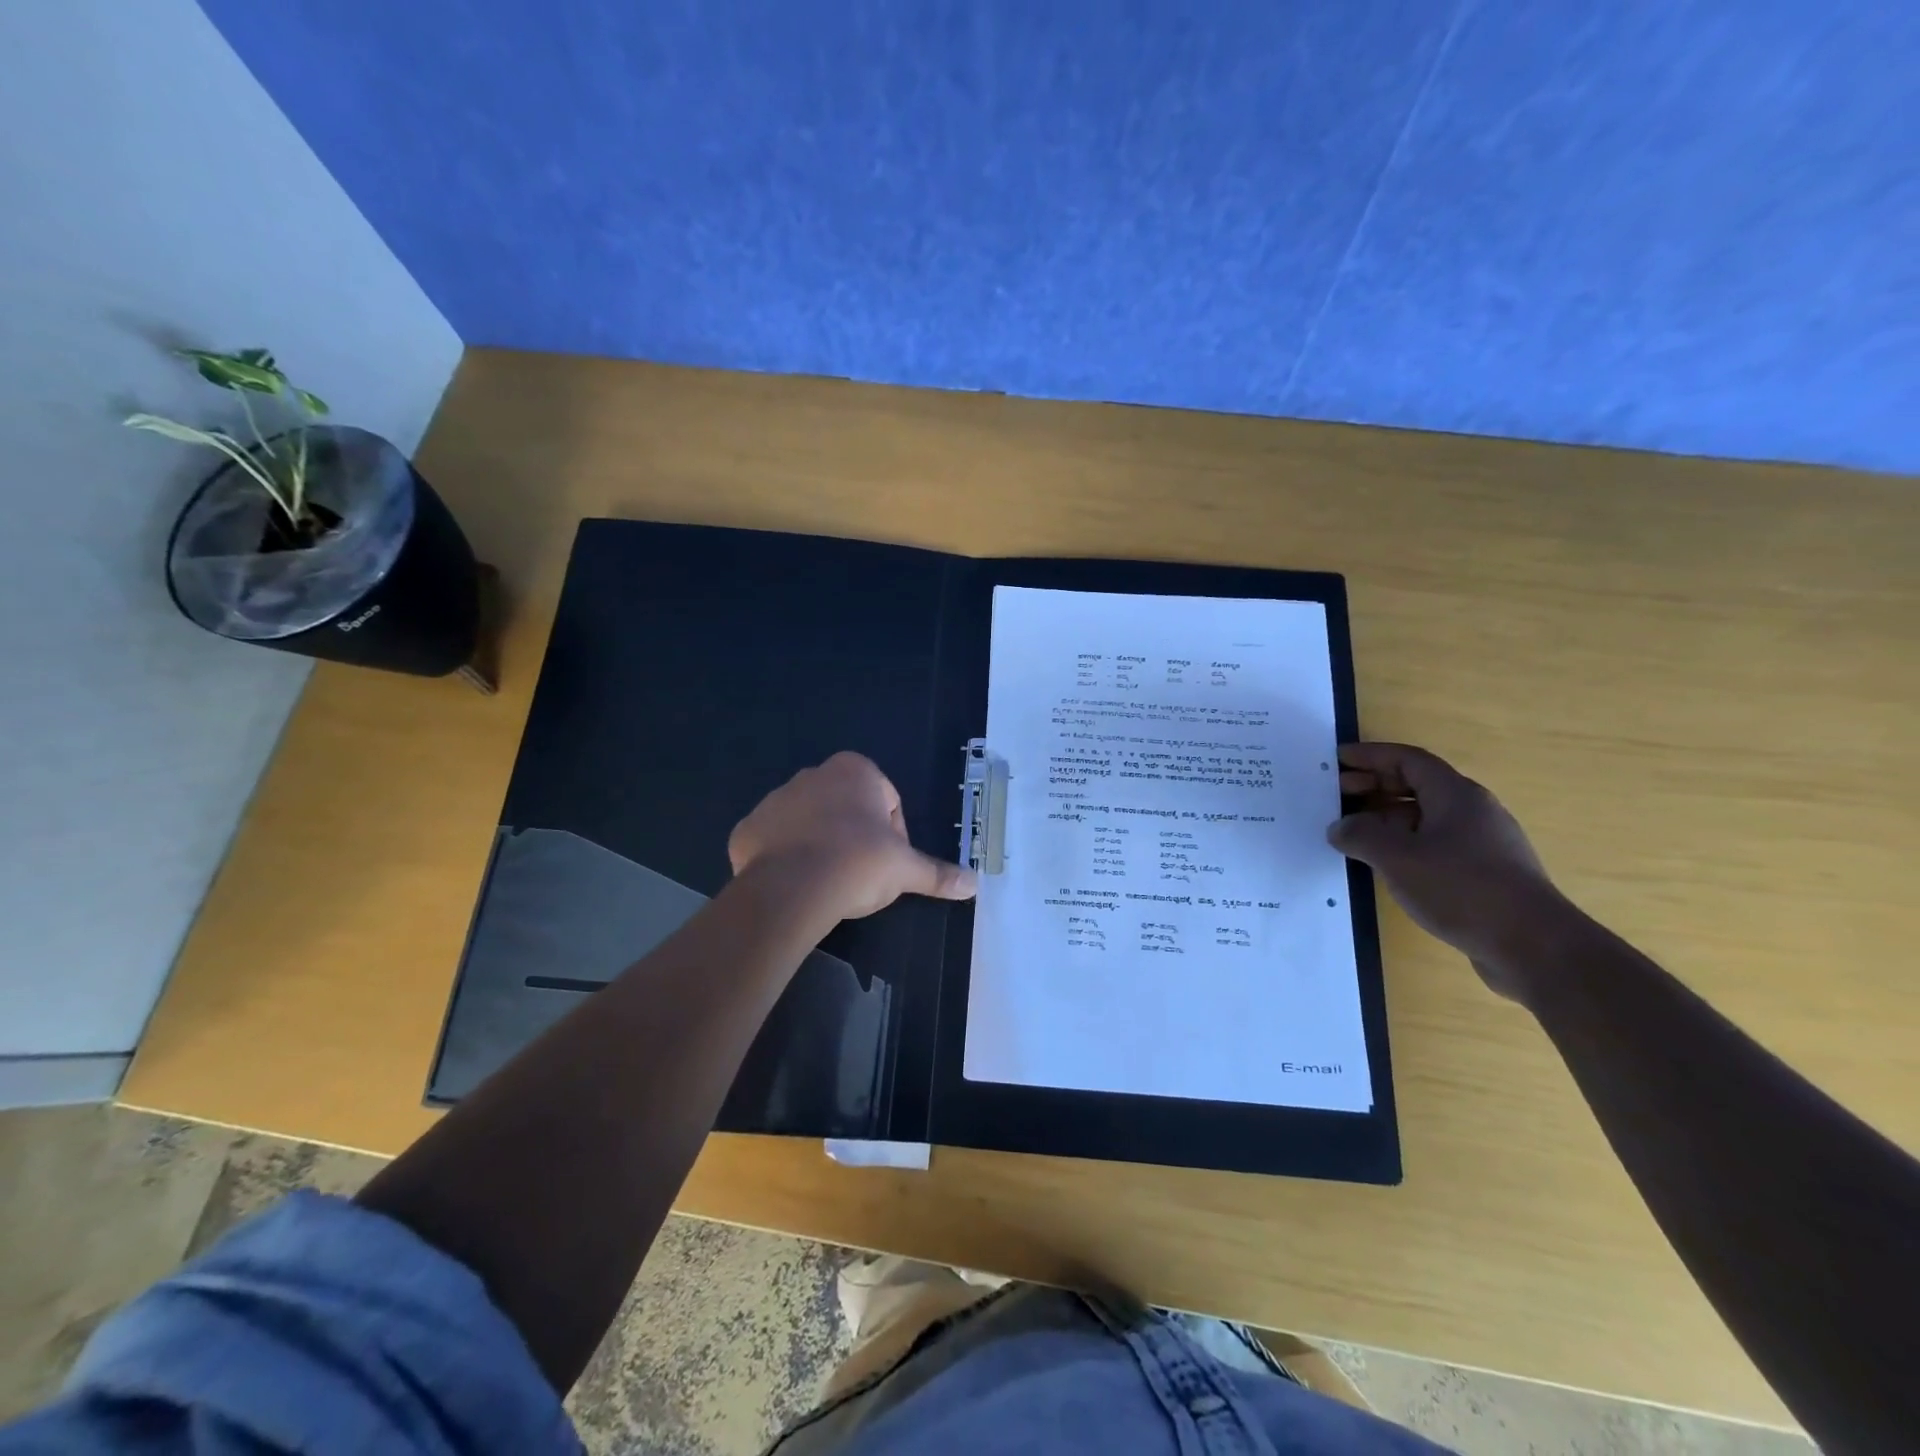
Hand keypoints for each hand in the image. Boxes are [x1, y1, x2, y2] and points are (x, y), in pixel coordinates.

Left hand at [728, 752, 977, 922]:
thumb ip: (938, 873)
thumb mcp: (905, 870)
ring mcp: (775, 800)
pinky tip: (796, 885)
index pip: (887, 800)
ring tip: (827, 882)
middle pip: (847, 808)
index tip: (888, 863)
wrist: (791, 890)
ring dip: (821, 845)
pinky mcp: (747, 828)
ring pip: (810, 823)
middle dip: (856, 836)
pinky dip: (786, 859)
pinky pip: (774, 842)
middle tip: (860, 874)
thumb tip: (974, 885)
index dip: (894, 834)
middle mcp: (813, 775)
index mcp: (855, 771)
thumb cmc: (857, 864)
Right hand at [1326, 742, 1569, 999]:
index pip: (1408, 760)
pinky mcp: (1485, 874)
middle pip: (1417, 785)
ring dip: (1386, 818)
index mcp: (1455, 795)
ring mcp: (1483, 844)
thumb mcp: (1397, 857)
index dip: (1371, 756)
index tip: (1338, 760)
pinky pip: (1436, 845)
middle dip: (1375, 786)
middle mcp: (1472, 811)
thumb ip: (1361, 835)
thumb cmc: (1462, 888)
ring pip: (1426, 818)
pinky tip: (1386, 866)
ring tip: (1353, 834)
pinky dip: (1405, 845)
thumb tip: (1340, 827)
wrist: (1535, 946)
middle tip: (1337, 796)